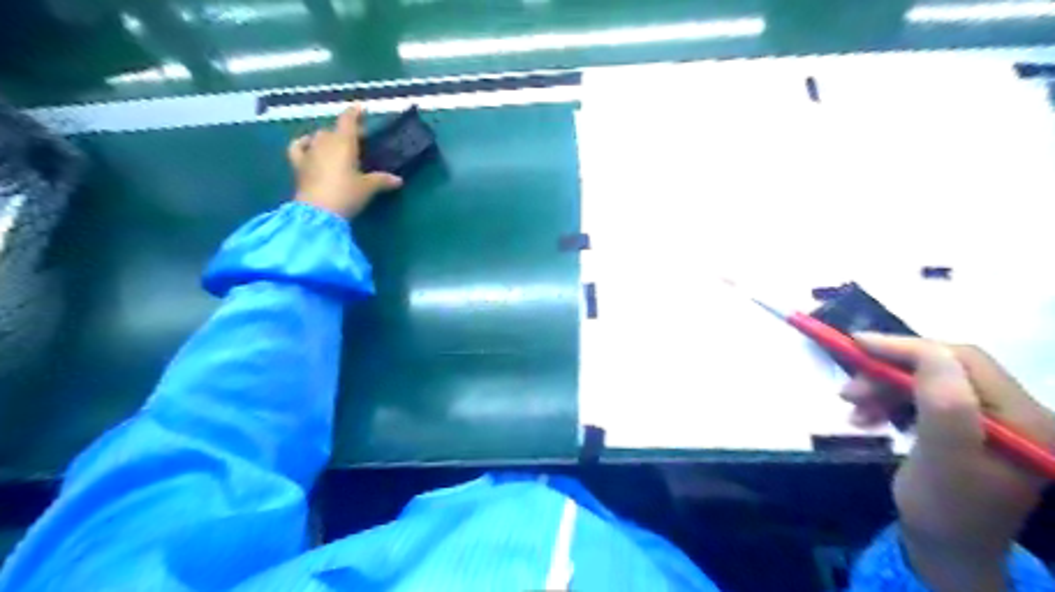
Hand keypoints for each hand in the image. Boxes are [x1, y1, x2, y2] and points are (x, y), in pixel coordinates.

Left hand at [287, 104, 403, 216]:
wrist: (318, 212)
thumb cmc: (346, 194)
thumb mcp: (368, 188)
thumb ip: (382, 180)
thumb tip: (398, 180)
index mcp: (344, 142)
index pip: (348, 120)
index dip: (355, 113)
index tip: (361, 109)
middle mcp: (325, 142)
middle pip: (335, 130)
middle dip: (345, 131)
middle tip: (358, 140)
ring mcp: (309, 152)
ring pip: (318, 137)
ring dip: (328, 138)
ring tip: (337, 145)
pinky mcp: (298, 165)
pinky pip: (298, 147)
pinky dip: (303, 143)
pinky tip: (308, 144)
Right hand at [842, 334, 1054, 588]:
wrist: (946, 549)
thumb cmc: (944, 511)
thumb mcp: (942, 460)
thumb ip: (944, 405)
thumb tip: (926, 351)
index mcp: (1024, 419)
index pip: (964, 361)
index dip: (908, 348)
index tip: (856, 345)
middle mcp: (1016, 411)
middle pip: (943, 368)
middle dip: (888, 373)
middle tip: (848, 391)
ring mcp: (992, 419)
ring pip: (927, 380)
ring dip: (883, 388)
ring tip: (852, 407)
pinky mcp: (969, 426)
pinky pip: (922, 397)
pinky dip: (889, 401)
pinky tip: (867, 417)